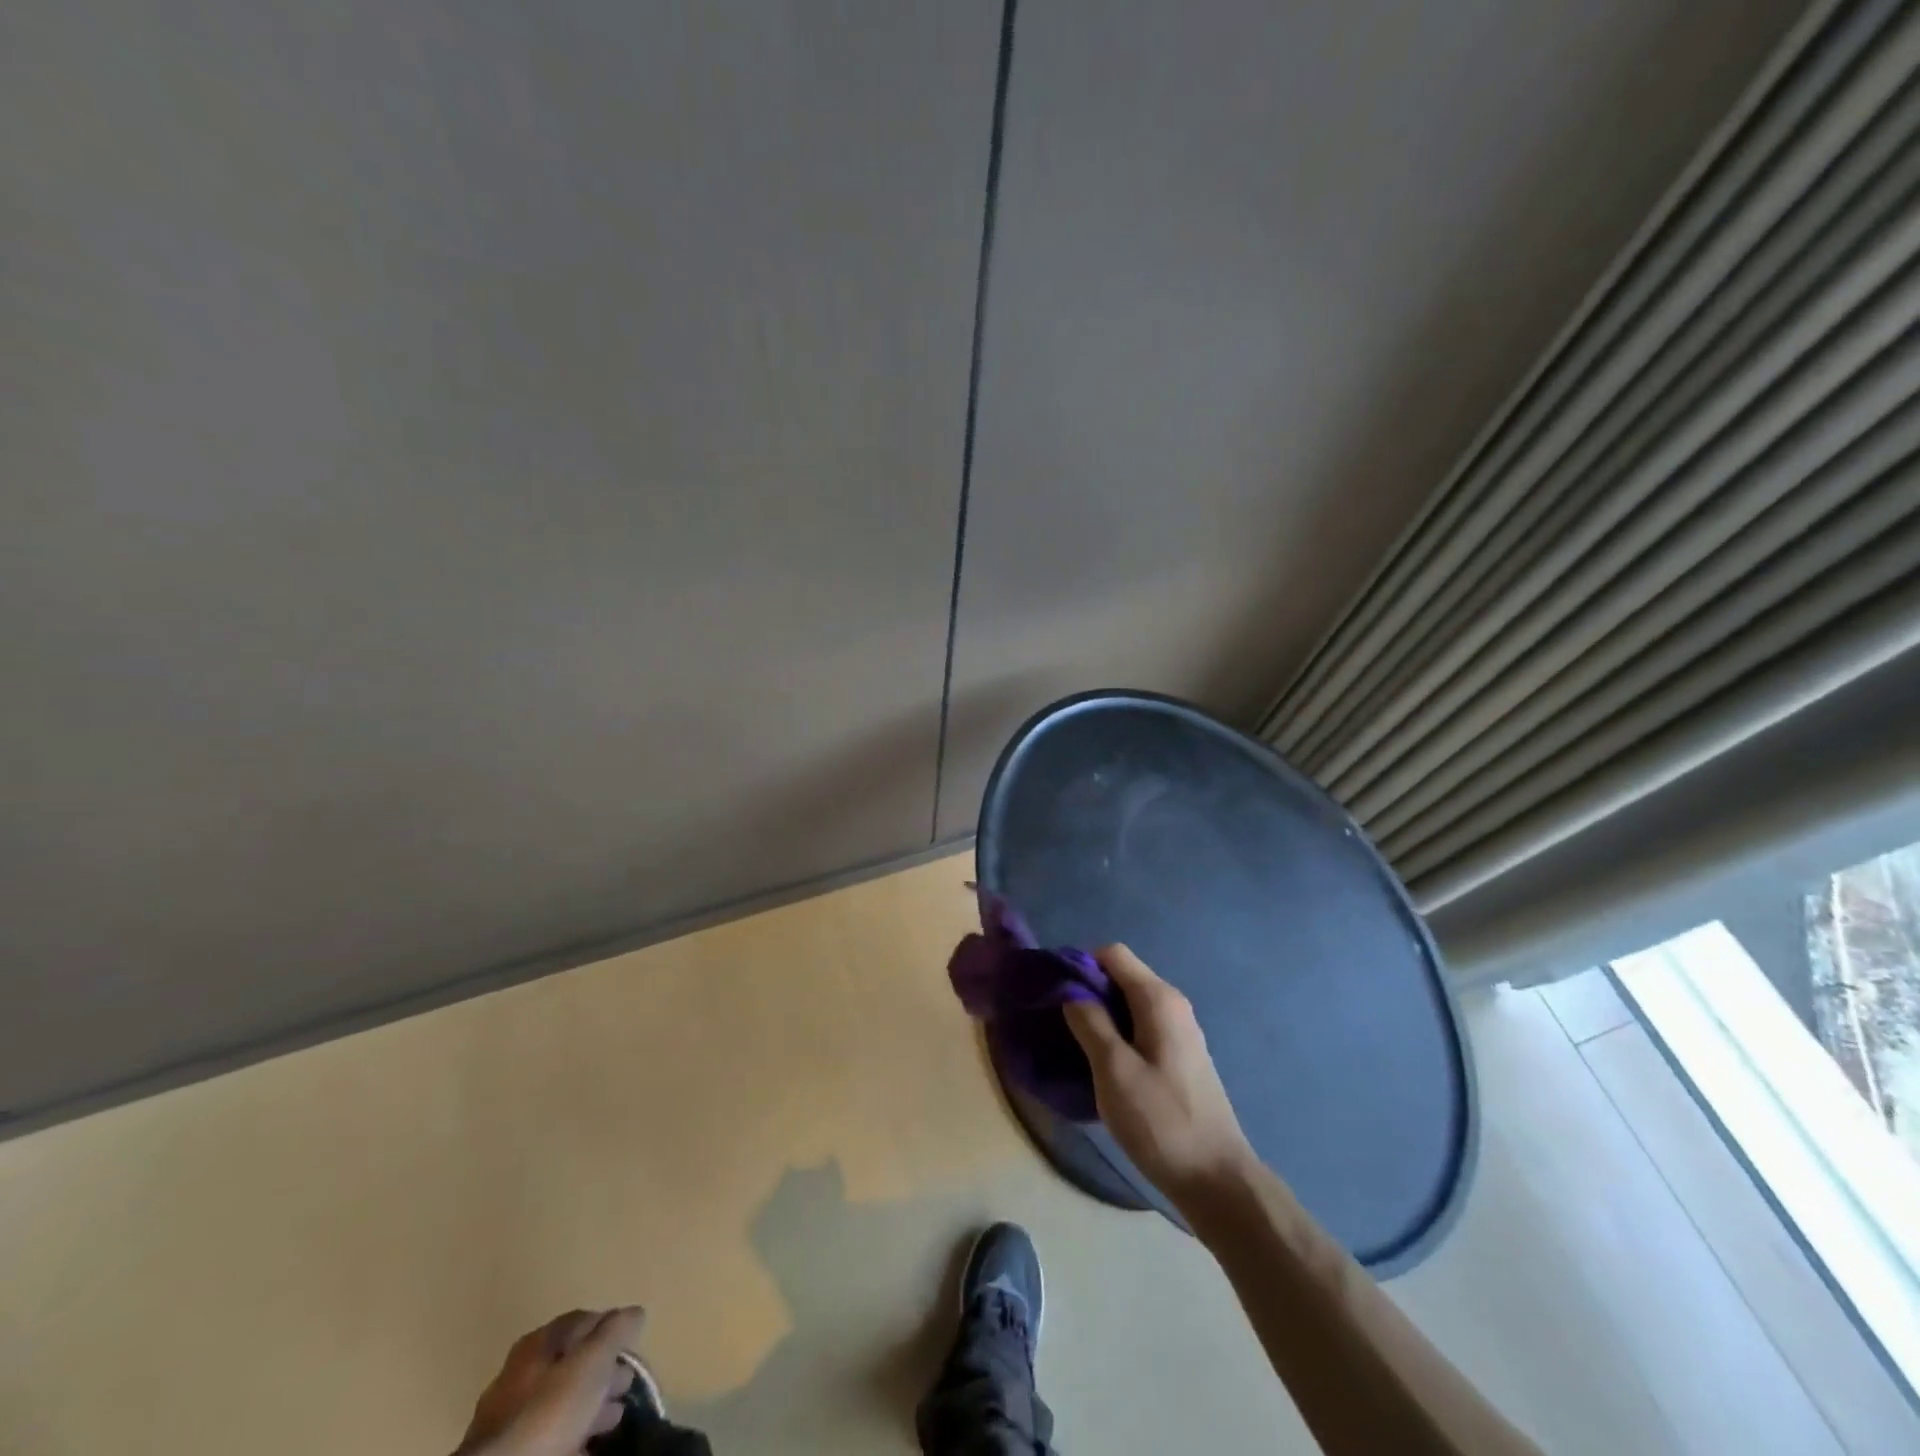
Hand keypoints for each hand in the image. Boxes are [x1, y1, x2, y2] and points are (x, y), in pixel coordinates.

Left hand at [456, 1307, 644, 1455]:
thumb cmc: (550, 1409)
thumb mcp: (593, 1361)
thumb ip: (616, 1331)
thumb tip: (636, 1311)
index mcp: (538, 1342)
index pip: (583, 1319)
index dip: (611, 1326)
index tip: (634, 1341)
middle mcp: (520, 1373)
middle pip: (572, 1362)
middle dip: (603, 1370)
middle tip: (627, 1383)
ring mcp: (512, 1416)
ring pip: (561, 1400)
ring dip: (590, 1404)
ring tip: (614, 1417)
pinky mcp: (513, 1450)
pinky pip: (551, 1433)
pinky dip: (573, 1432)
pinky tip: (590, 1442)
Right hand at [1064, 944, 1257, 1205]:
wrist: (1217, 1180)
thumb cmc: (1161, 1121)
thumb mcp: (1114, 1070)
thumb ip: (1089, 1022)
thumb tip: (1071, 991)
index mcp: (1159, 999)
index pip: (1112, 954)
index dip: (1080, 965)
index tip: (1056, 995)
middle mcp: (1173, 1006)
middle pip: (1121, 977)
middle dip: (1088, 992)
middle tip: (1059, 1024)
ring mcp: (1179, 1033)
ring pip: (1129, 1005)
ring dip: (1101, 1017)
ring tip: (1075, 1047)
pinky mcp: (1179, 1059)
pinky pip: (1140, 1029)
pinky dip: (1117, 1036)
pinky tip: (1103, 1067)